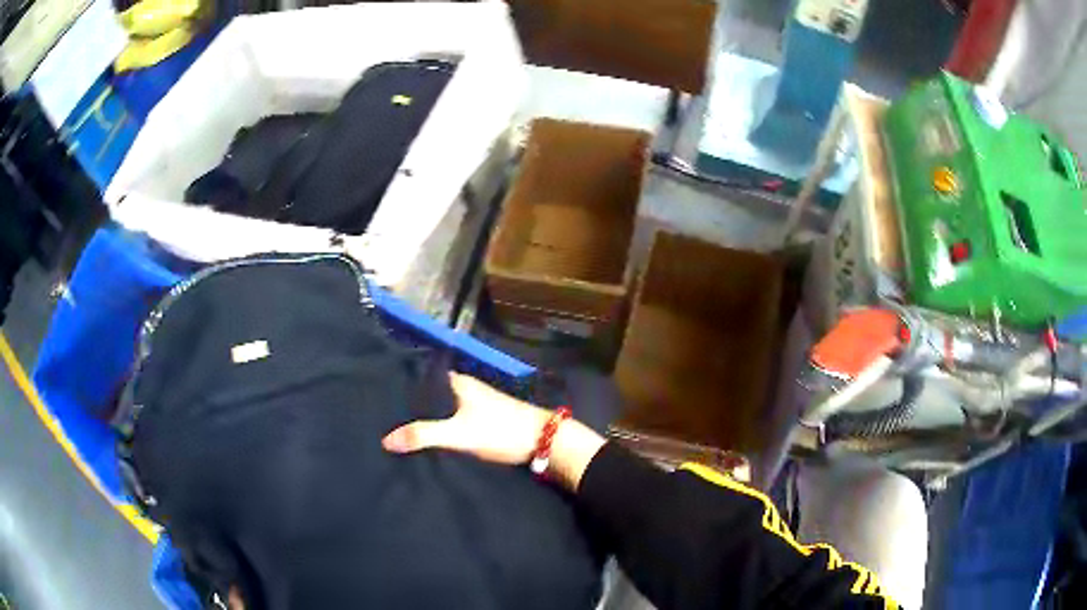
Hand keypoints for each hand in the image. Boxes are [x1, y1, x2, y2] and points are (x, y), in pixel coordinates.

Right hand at [382, 373, 550, 464]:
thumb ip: (423, 436)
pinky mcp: (482, 421)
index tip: (377, 400)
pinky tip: (426, 441)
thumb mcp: (458, 434)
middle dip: (411, 409)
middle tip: (382, 421)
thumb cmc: (500, 430)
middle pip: (430, 397)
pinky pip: (452, 422)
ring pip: (442, 410)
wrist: (544, 442)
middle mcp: (464, 389)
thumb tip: (385, 440)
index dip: (401, 391)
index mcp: (457, 382)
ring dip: (426, 420)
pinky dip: (440, 429)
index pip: (420, 380)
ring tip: (398, 432)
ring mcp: (475, 405)